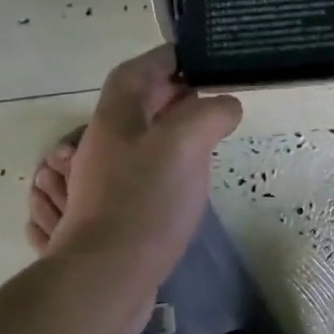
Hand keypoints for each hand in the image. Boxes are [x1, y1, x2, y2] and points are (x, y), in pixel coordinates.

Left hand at [52, 46, 242, 296]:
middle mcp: (107, 141)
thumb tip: (226, 105)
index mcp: (116, 116)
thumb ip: (210, 113)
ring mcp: (108, 178)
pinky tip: (190, 177)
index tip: (202, 58)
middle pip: (139, 103)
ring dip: (174, 129)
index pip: (138, 70)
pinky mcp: (118, 208)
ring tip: (209, 134)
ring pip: (143, 137)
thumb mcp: (185, 143)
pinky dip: (169, 161)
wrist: (108, 276)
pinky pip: (144, 170)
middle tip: (214, 96)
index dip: (168, 58)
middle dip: (175, 93)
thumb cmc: (145, 201)